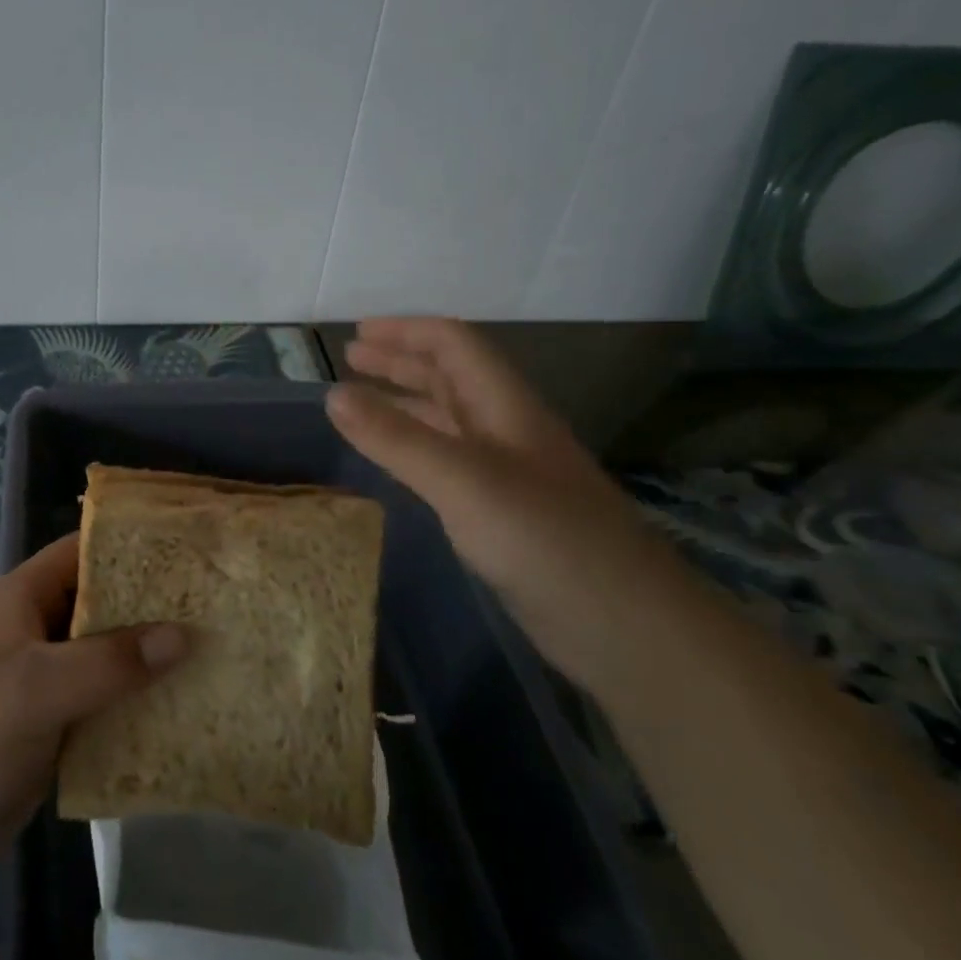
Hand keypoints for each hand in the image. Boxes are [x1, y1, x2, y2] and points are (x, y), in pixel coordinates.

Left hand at [0, 534, 187, 881]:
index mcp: (29, 596)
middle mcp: (43, 627)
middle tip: (221, 607)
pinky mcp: (59, 721)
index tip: (194, 551)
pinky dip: (142, 701)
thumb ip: (109, 662)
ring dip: (154, 658)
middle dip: (158, 605)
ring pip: (113, 654)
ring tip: (221, 655)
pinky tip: (189, 708)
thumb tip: (184, 635)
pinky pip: (109, 699)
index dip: (136, 545)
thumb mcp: (37, 688)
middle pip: (109, 602)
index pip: (88, 550)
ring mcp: (51, 676)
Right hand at [326, 318, 684, 685]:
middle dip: (399, 361)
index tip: (356, 332)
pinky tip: (396, 461)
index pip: (453, 345)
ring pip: (448, 419)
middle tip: (350, 359)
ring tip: (359, 403)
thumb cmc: (544, 539)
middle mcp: (508, 430)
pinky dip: (414, 448)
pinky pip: (449, 462)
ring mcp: (509, 474)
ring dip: (405, 402)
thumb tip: (332, 393)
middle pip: (450, 376)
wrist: (628, 628)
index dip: (405, 331)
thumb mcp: (462, 480)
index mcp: (505, 406)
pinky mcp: (505, 514)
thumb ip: (396, 438)